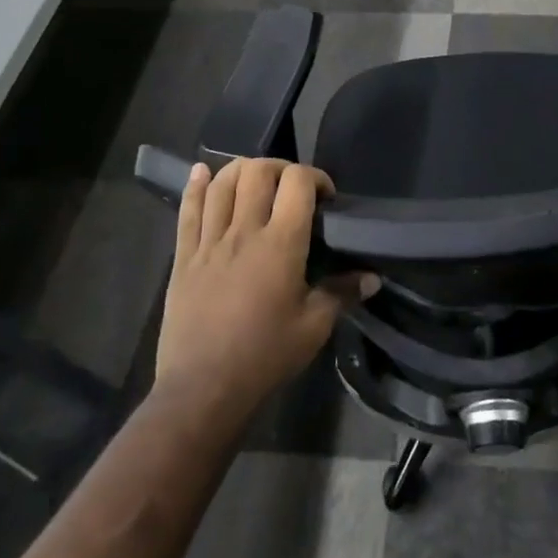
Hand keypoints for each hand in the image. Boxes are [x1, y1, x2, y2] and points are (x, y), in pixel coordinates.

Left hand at [153, 158, 375, 416]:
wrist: (203, 389)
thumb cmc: (265, 356)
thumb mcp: (314, 327)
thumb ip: (343, 293)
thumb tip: (373, 277)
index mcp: (281, 244)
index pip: (297, 182)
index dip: (315, 177)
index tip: (325, 197)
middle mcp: (244, 232)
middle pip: (257, 171)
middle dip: (280, 168)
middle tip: (292, 188)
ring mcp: (209, 242)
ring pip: (221, 183)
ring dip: (241, 170)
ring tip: (255, 181)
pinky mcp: (184, 257)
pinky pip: (187, 210)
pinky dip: (195, 185)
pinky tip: (202, 172)